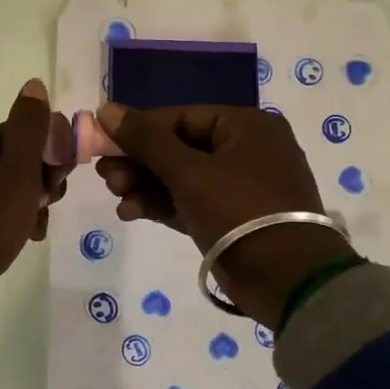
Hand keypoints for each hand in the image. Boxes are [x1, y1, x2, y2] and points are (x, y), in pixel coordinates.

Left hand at [0, 80, 74, 303]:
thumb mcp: (17, 175)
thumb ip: (29, 130)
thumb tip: (34, 84)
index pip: (31, 133)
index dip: (53, 157)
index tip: (56, 186)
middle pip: (18, 160)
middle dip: (41, 184)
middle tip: (43, 210)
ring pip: (5, 187)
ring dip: (27, 205)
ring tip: (30, 232)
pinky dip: (5, 220)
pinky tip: (10, 240)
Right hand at [94, 102, 354, 325]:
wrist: (287, 280)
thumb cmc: (240, 212)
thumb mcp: (189, 172)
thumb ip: (146, 140)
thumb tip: (106, 108)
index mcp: (246, 126)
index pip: (180, 117)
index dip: (138, 129)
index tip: (102, 143)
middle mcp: (245, 150)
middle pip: (178, 147)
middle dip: (139, 162)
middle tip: (105, 176)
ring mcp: (239, 186)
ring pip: (181, 177)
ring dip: (145, 185)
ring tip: (117, 196)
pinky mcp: (231, 218)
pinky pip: (189, 201)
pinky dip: (161, 205)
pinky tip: (131, 212)